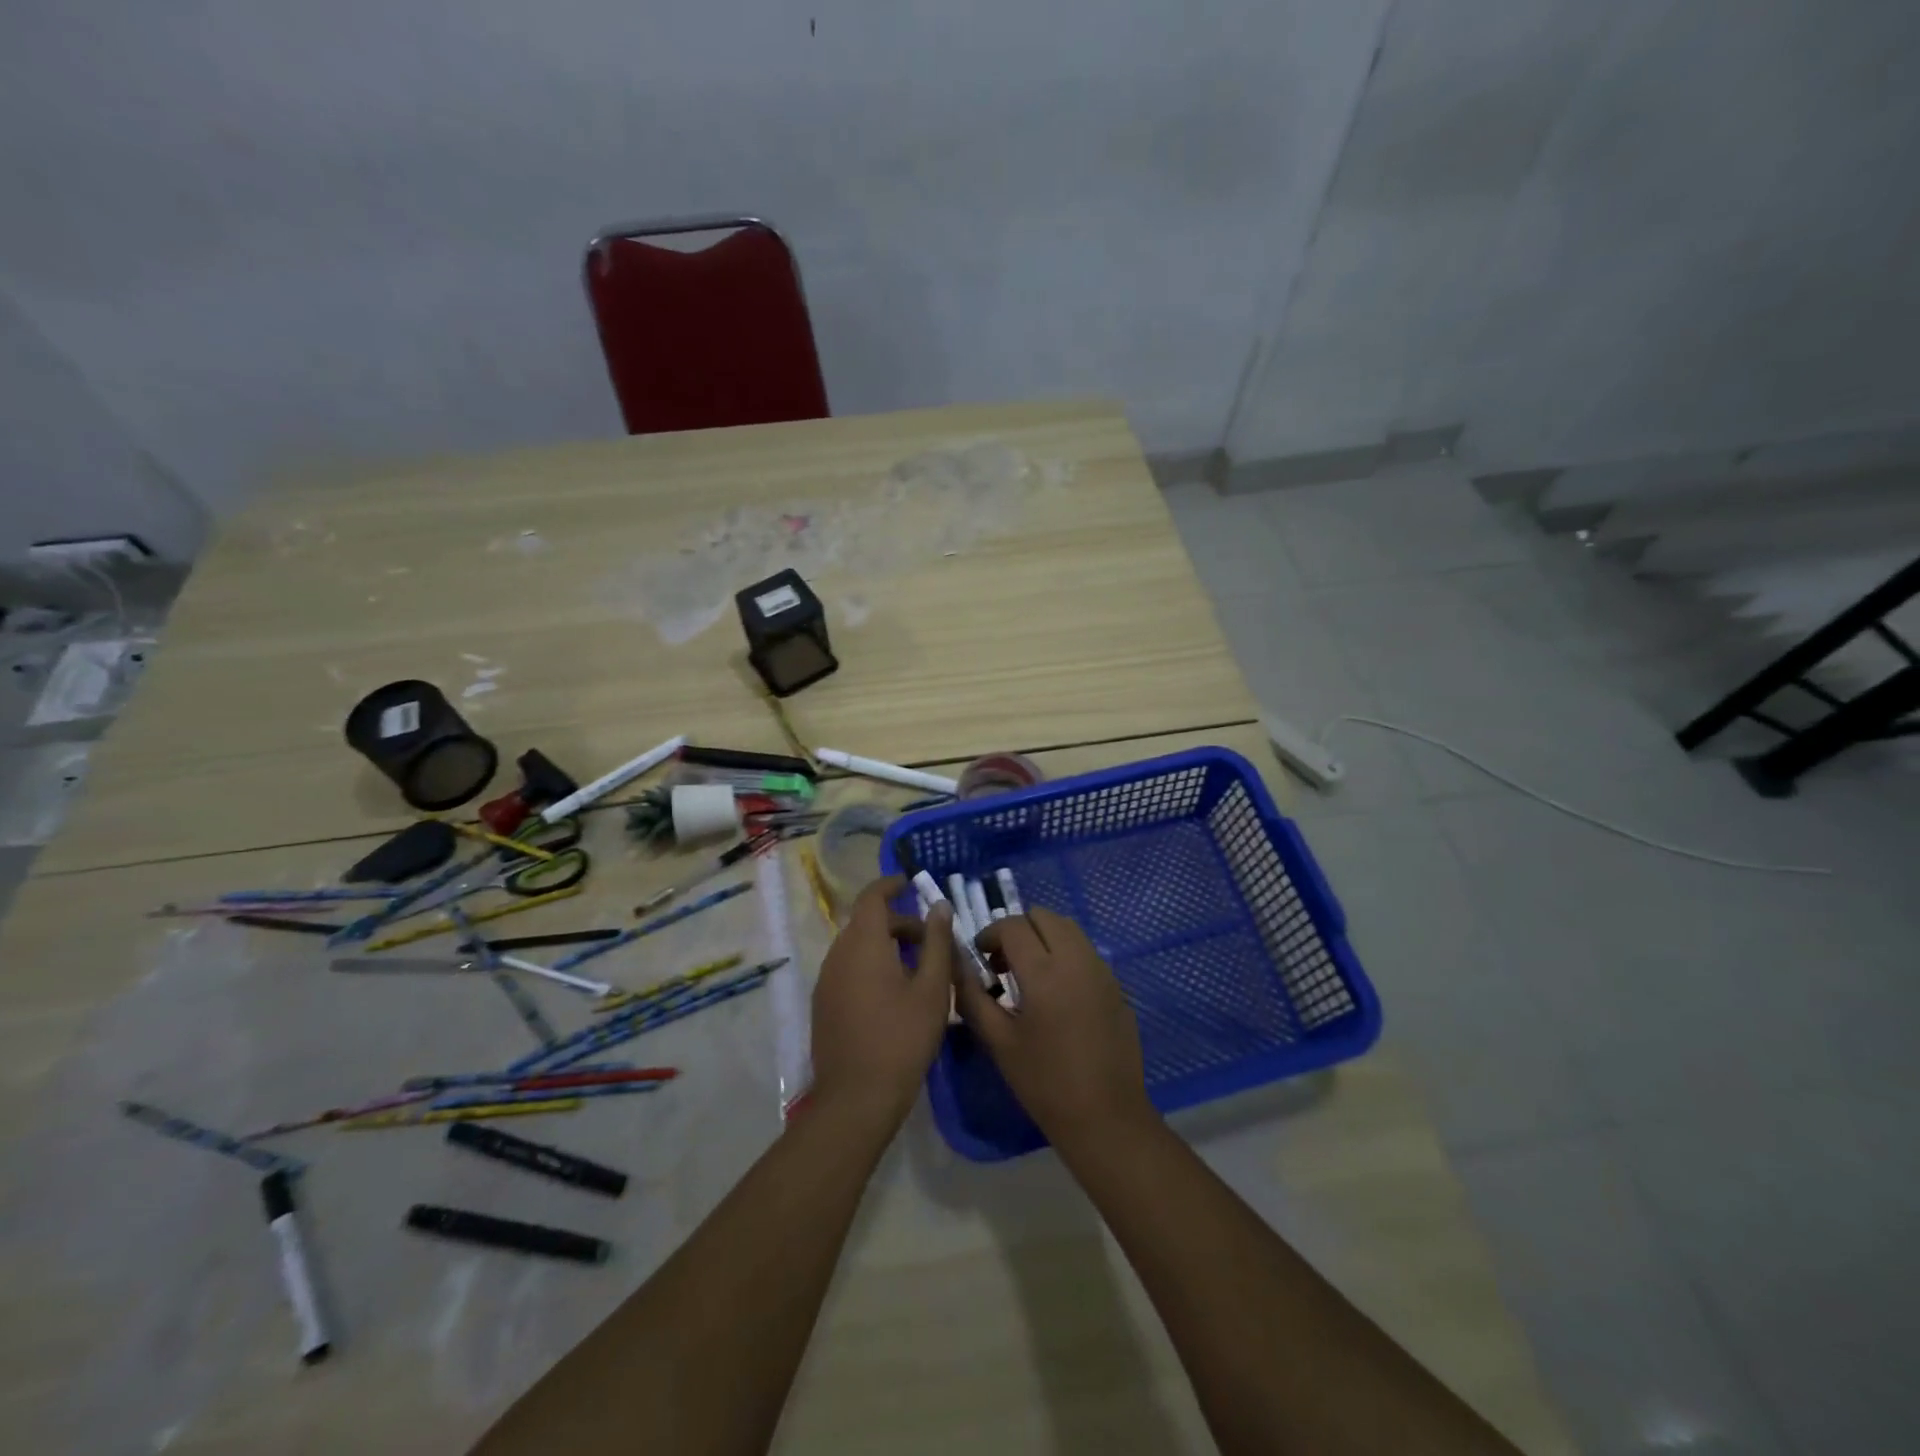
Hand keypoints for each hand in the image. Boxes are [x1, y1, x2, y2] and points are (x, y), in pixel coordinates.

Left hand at [808, 875, 954, 1133]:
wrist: (856, 1098)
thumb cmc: (902, 1038)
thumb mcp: (932, 989)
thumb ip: (937, 943)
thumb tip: (940, 907)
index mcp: (863, 943)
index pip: (872, 897)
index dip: (891, 885)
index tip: (912, 883)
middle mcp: (838, 954)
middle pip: (867, 923)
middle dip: (899, 923)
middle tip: (931, 942)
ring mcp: (826, 980)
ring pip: (857, 946)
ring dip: (885, 946)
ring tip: (918, 970)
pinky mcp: (823, 1004)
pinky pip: (848, 968)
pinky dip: (871, 965)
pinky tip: (894, 995)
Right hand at [953, 907, 1155, 1147]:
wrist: (1105, 1116)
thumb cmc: (1044, 1082)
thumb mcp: (998, 1041)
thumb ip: (972, 995)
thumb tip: (955, 963)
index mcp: (1044, 972)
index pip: (1013, 926)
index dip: (990, 934)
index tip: (981, 957)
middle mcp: (1076, 959)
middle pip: (1044, 916)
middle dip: (1018, 929)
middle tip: (1004, 963)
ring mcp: (1101, 970)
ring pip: (1068, 928)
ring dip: (1043, 937)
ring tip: (1029, 973)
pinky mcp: (1115, 984)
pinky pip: (1085, 950)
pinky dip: (1065, 952)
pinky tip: (1056, 991)